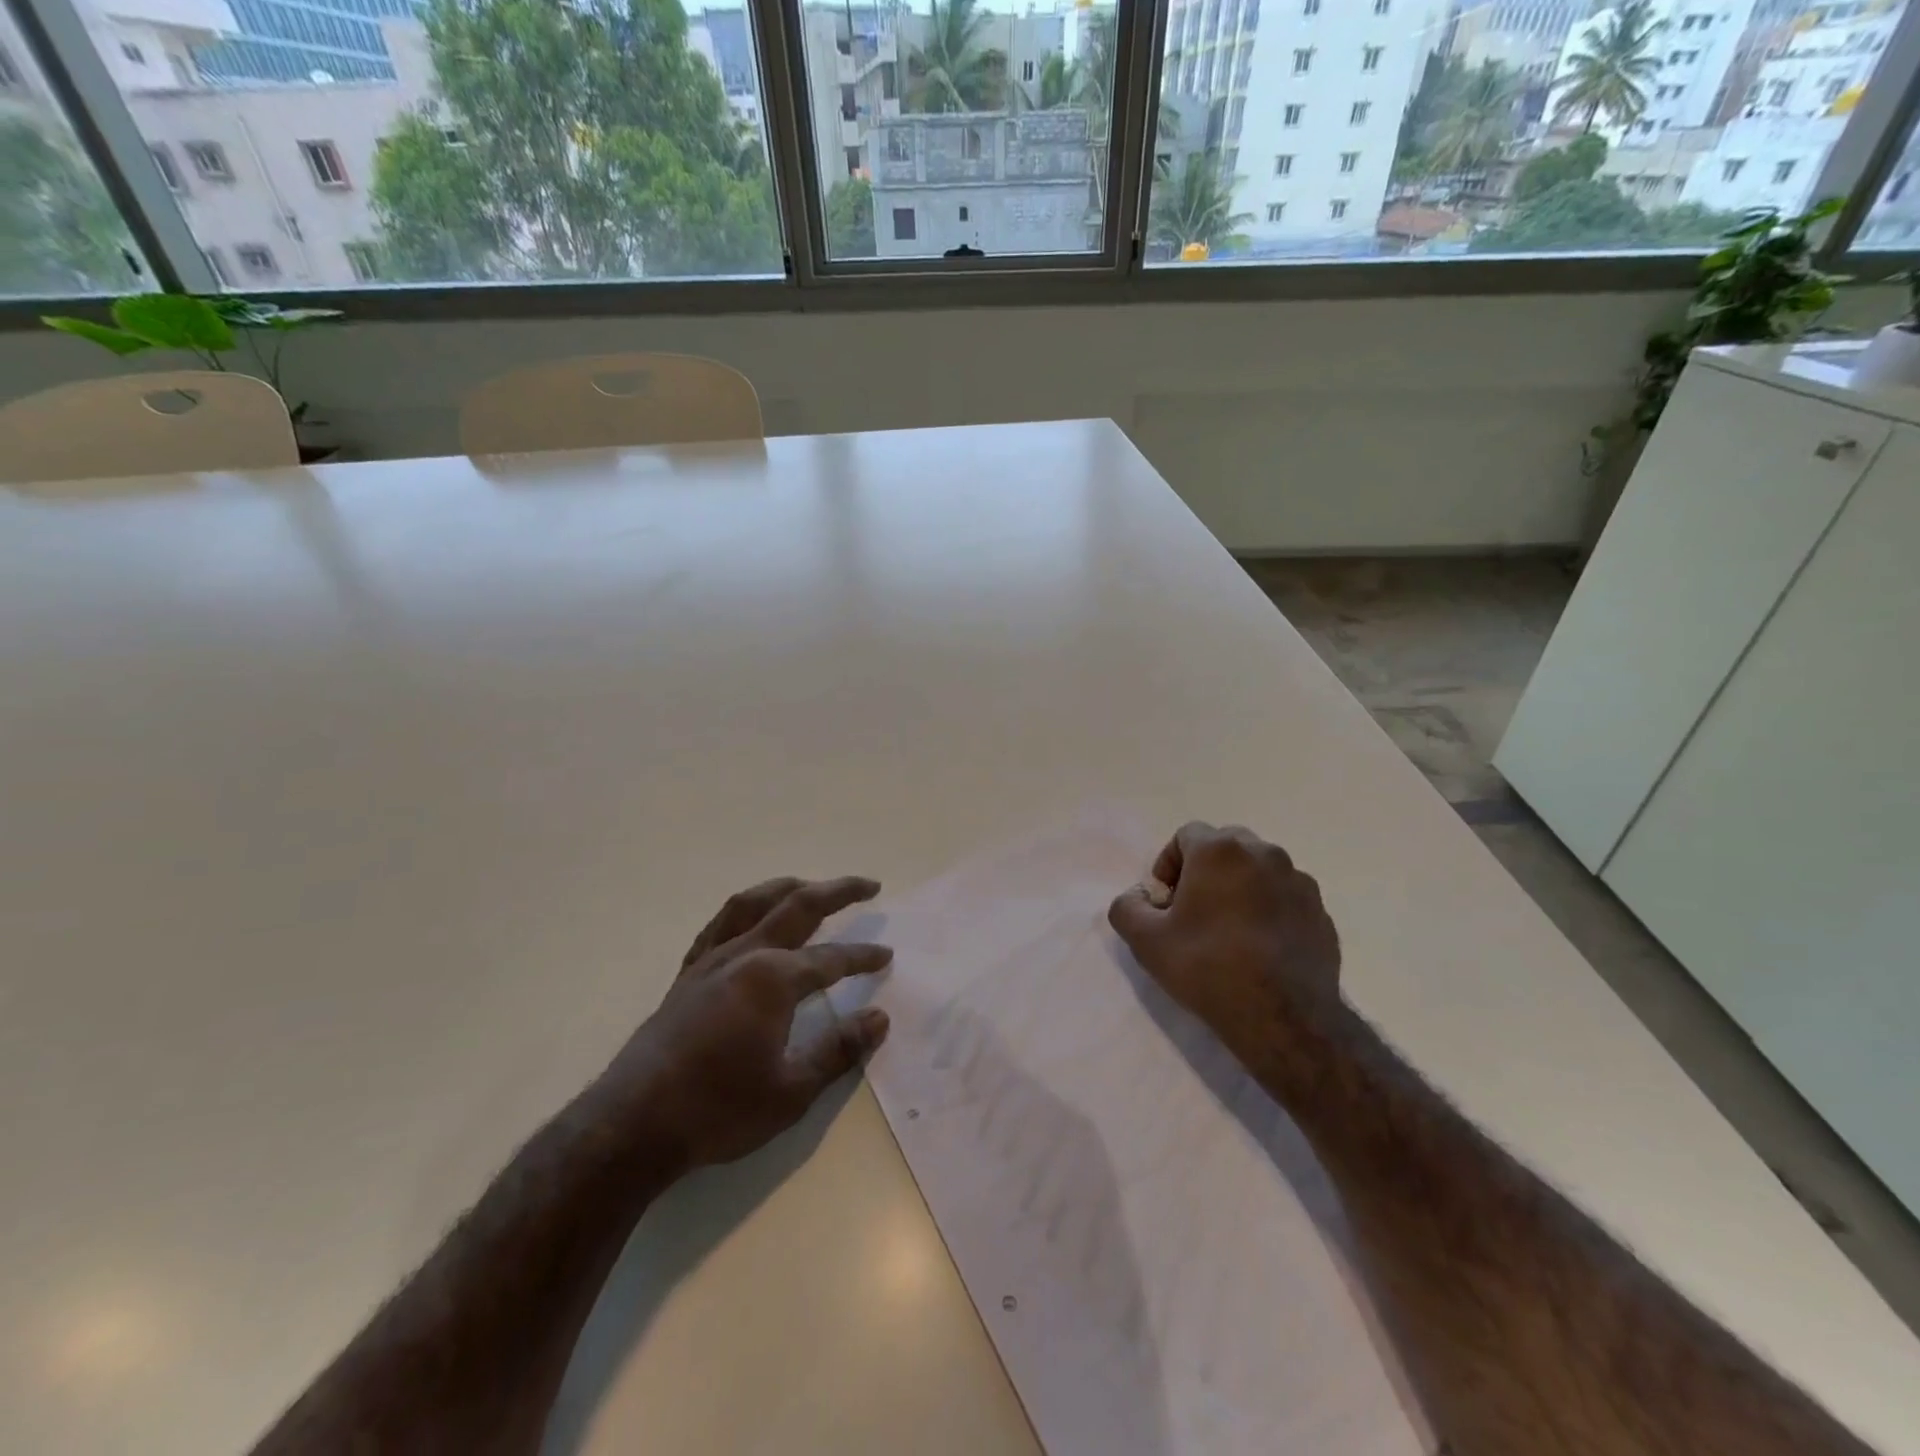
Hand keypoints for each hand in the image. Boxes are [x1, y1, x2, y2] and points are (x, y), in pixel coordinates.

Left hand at [609, 876, 893, 1170]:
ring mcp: (711, 961)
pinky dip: (741, 912)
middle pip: (798, 907)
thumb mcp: (791, 1090)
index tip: (886, 956)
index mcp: (774, 978)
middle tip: (869, 885)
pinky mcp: (686, 975)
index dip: (862, 956)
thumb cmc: (719, 1109)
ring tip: (809, 886)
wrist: (633, 1125)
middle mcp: (745, 954)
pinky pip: (717, 926)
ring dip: (787, 887)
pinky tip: (749, 921)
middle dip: (838, 892)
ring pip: (752, 903)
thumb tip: (880, 1017)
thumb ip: (838, 1049)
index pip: (831, 959)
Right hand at [1108, 822, 1340, 1055]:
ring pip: (1259, 869)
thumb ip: (1127, 907)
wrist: (1283, 1018)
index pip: (1186, 835)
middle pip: (1225, 845)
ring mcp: (1299, 882)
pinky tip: (1259, 947)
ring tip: (1228, 929)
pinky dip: (1269, 909)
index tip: (1166, 901)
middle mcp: (1264, 853)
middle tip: (1194, 909)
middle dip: (1205, 869)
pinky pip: (1284, 897)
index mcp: (1220, 851)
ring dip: (1239, 887)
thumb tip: (1137, 898)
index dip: (1169, 863)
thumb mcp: (1145, 941)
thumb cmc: (1208, 967)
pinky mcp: (1321, 912)